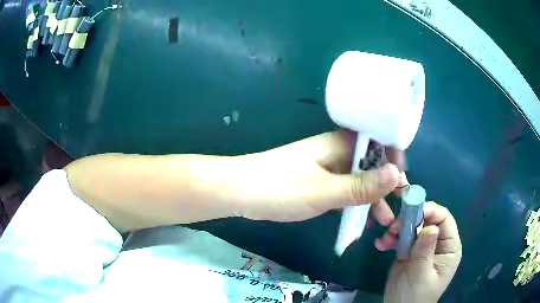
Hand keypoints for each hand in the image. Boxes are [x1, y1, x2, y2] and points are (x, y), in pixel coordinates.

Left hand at [229, 130, 405, 223]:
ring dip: (371, 198)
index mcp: (340, 144)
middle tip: (398, 205)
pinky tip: (361, 220)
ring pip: (357, 179)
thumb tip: (397, 175)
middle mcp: (335, 152)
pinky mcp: (317, 182)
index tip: (403, 182)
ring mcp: (326, 168)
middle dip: (385, 185)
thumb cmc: (282, 188)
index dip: (394, 160)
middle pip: (370, 164)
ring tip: (384, 221)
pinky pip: (343, 190)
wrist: (240, 192)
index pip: (377, 144)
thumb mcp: (326, 191)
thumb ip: (361, 185)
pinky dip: (354, 203)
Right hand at [379, 202, 461, 302]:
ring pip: (412, 227)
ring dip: (397, 229)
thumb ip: (425, 251)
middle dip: (410, 220)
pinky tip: (381, 245)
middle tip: (393, 227)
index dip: (431, 211)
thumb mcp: (421, 275)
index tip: (412, 211)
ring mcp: (423, 246)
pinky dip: (391, 238)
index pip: (445, 219)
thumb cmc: (415, 295)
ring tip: (385, 239)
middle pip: (427, 220)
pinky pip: (401, 237)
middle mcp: (438, 242)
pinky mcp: (409, 251)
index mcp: (449, 247)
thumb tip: (430, 226)